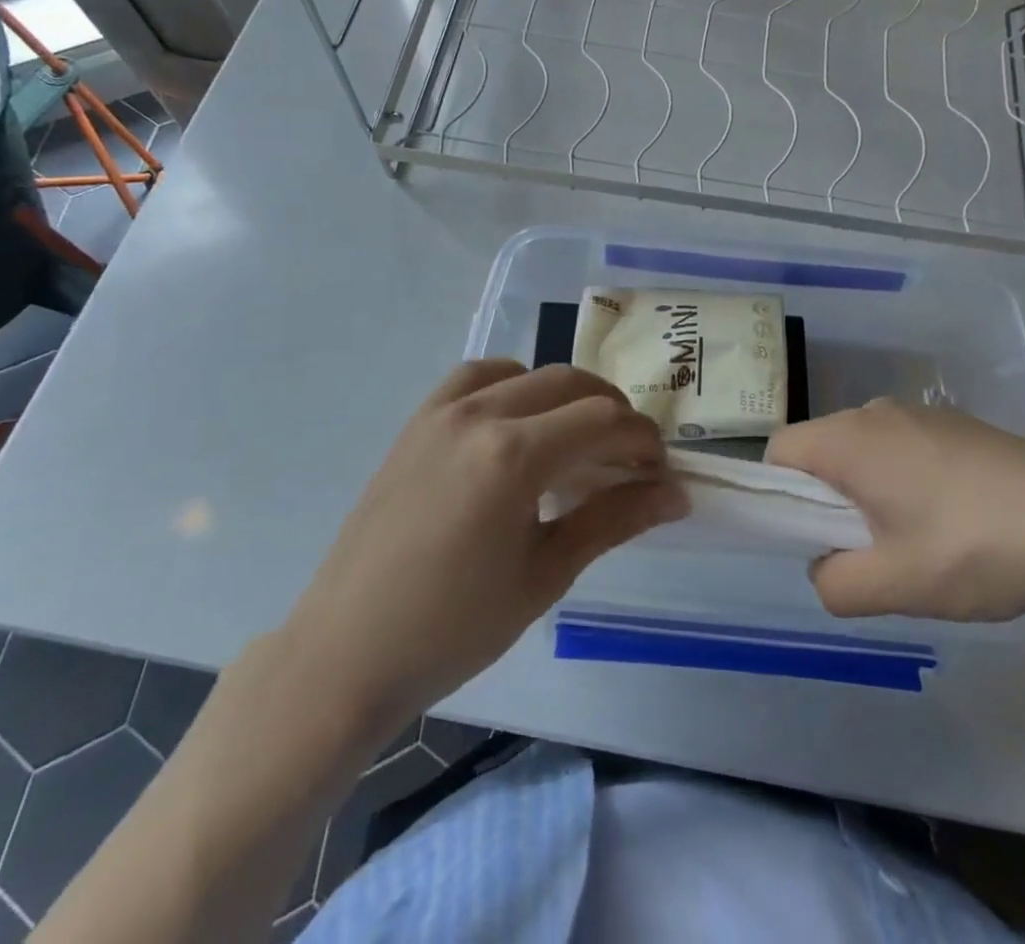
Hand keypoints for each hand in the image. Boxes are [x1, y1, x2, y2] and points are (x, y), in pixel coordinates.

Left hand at [281, 360, 687, 740]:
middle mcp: (480, 414)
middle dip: (613, 414)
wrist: (348, 652)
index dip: (643, 440)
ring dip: (566, 395)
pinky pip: (476, 376)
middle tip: (629, 460)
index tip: (659, 473)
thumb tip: (676, 494)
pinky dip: (512, 384)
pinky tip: (519, 421)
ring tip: (579, 439)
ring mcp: (442, 411)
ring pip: (527, 372)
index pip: (604, 420)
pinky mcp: (417, 421)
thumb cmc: (454, 628)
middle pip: (571, 384)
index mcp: (514, 456)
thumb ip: (613, 520)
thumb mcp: (546, 574)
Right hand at [766, 399, 1024, 624]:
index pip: (780, 452)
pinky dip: (904, 479)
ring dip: (868, 492)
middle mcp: (876, 412)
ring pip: (864, 449)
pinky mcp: (957, 424)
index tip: (811, 538)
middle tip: (866, 550)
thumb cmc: (974, 548)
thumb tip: (825, 568)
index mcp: (850, 438)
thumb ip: (834, 584)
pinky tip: (954, 521)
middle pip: (821, 449)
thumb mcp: (895, 585)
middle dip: (827, 500)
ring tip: (915, 542)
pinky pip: (903, 447)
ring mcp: (921, 414)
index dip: (778, 496)